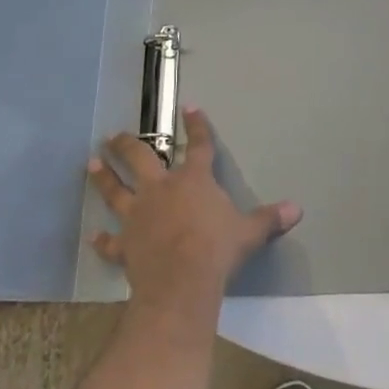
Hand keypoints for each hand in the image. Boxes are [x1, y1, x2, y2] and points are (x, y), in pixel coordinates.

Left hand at [88, 107, 301, 315]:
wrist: (182, 280)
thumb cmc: (217, 249)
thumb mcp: (249, 232)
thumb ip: (269, 219)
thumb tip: (297, 209)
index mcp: (193, 181)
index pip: (199, 146)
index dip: (196, 126)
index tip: (189, 108)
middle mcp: (161, 190)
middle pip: (140, 159)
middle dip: (126, 145)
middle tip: (113, 135)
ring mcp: (138, 216)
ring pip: (115, 190)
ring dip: (103, 177)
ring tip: (91, 163)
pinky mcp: (125, 244)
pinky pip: (110, 242)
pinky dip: (102, 240)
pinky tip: (94, 237)